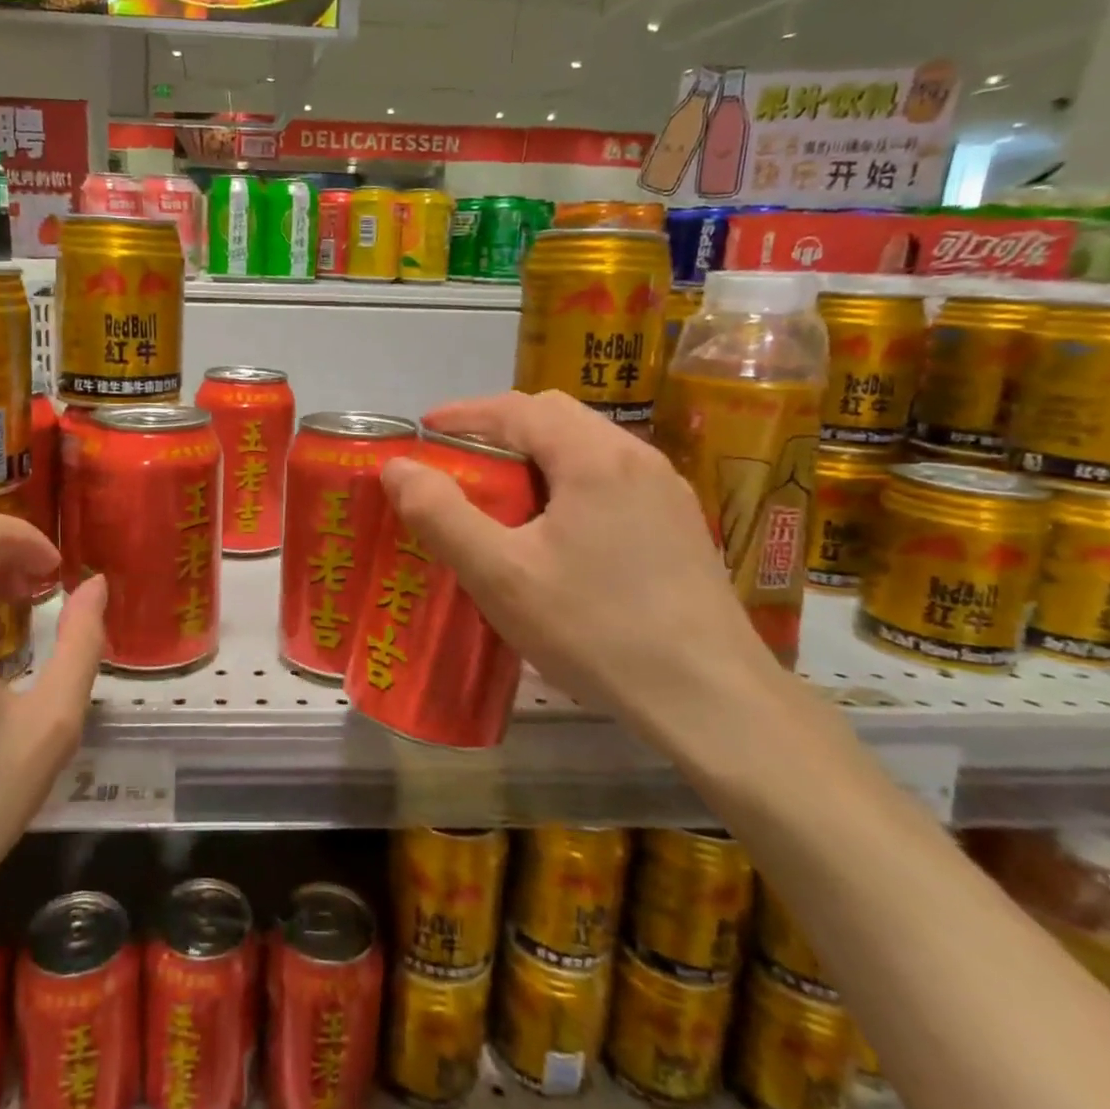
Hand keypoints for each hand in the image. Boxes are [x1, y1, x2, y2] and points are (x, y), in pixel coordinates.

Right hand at [380, 389, 789, 755]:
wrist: (711, 700)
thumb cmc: (596, 629)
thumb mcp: (501, 575)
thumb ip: (442, 515)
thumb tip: (398, 468)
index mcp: (594, 457)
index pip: (517, 408)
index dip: (463, 414)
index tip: (423, 432)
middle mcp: (636, 458)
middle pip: (555, 417)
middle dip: (497, 430)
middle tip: (457, 465)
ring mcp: (665, 492)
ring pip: (585, 448)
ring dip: (533, 458)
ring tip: (498, 499)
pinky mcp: (677, 526)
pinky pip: (609, 480)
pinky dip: (565, 484)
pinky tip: (552, 534)